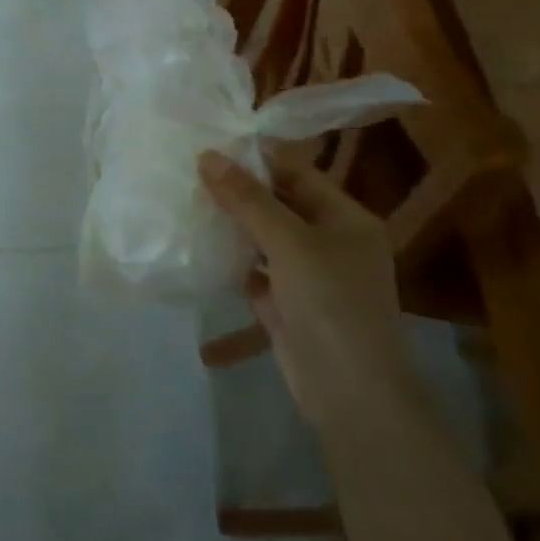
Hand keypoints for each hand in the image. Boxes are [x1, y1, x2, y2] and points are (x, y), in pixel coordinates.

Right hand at [198, 150, 407, 425]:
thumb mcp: (289, 241)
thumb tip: (207, 155)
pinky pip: (256, 272)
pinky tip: (199, 246)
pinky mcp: (288, 306)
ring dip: (233, 225)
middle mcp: (331, 242)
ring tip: (188, 201)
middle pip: (280, 204)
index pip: (297, 173)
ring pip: (265, 239)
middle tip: (191, 172)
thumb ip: (247, 199)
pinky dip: (232, 261)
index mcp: (346, 218)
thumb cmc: (330, 302)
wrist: (350, 394)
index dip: (256, 159)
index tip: (211, 145)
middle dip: (239, 192)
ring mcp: (309, 277)